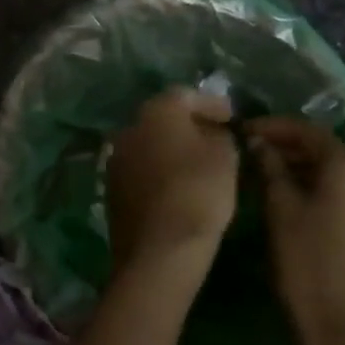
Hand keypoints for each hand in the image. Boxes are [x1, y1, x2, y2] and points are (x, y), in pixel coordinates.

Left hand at [105, 88, 239, 289]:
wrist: (159, 248)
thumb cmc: (198, 193)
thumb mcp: (225, 158)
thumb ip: (220, 136)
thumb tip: (212, 133)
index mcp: (157, 110)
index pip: (186, 95)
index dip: (212, 104)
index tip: (232, 117)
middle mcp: (130, 126)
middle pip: (164, 117)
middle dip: (190, 124)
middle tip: (216, 137)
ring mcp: (116, 156)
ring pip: (150, 142)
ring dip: (172, 147)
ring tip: (199, 162)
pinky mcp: (112, 186)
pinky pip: (142, 167)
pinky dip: (159, 169)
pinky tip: (177, 184)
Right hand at [246, 116, 344, 344]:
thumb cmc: (307, 266)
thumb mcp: (279, 211)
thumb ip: (270, 168)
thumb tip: (261, 142)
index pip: (306, 130)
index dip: (271, 126)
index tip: (242, 130)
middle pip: (326, 149)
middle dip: (289, 146)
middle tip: (253, 151)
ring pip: (338, 173)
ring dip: (305, 168)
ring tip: (270, 176)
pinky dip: (322, 189)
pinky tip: (298, 202)